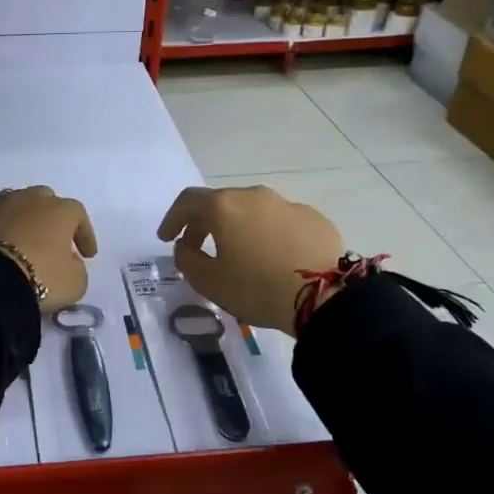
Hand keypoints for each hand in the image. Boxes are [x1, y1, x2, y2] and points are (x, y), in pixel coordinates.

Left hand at [0, 186, 96, 310]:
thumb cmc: (40, 278)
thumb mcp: (74, 283)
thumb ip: (77, 269)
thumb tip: (69, 263)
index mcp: (59, 210)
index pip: (79, 215)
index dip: (85, 234)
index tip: (87, 255)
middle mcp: (28, 198)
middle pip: (44, 199)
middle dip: (50, 217)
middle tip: (51, 240)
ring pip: (11, 200)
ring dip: (18, 215)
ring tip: (18, 235)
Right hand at [157, 185, 342, 333]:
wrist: (325, 298)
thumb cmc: (257, 288)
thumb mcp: (210, 282)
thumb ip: (187, 260)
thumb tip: (185, 247)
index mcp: (224, 207)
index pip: (188, 201)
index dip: (172, 218)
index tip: (167, 238)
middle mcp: (254, 196)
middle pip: (220, 203)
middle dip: (203, 224)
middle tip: (197, 249)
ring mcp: (287, 204)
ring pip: (252, 210)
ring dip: (237, 227)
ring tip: (237, 254)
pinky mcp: (314, 218)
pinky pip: (280, 221)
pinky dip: (267, 234)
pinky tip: (272, 258)